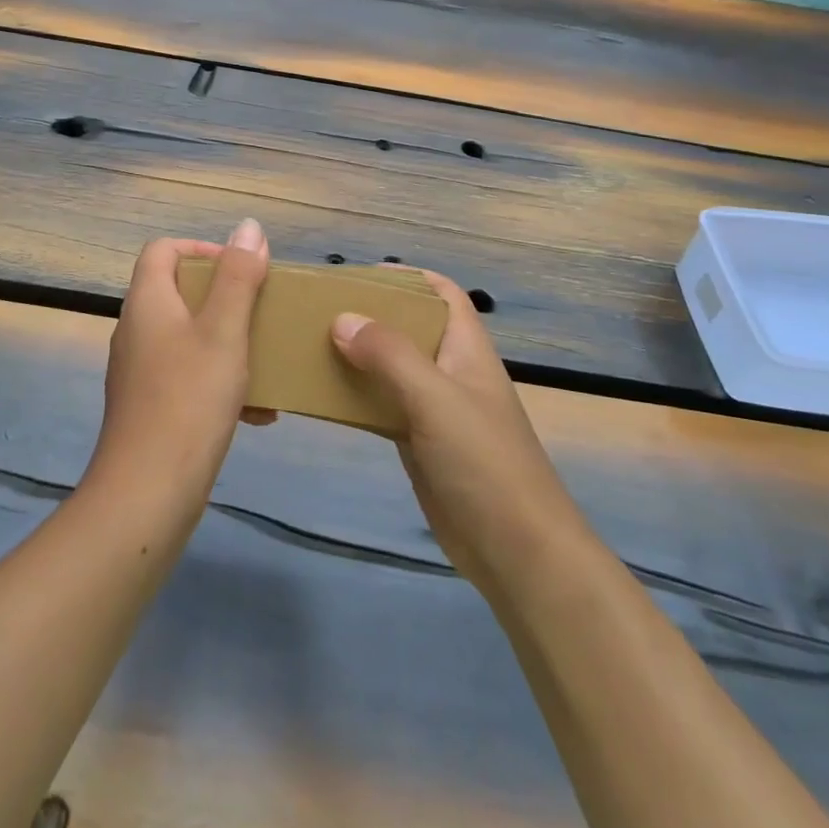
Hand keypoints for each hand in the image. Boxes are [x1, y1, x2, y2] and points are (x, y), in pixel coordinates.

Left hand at [87, 219, 271, 517]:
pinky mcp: (150, 407)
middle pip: (178, 292)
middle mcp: (137, 330)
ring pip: (188, 337)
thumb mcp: (224, 331)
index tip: (242, 270)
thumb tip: (249, 226)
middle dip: (225, 298)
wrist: (148, 493)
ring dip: (228, 342)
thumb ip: (238, 277)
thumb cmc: (189, 399)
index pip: (163, 250)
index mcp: (148, 302)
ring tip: (265, 359)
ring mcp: (140, 371)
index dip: (202, 249)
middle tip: (261, 312)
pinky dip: (220, 381)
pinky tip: (257, 412)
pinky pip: (188, 376)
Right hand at [332, 272, 582, 592]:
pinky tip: (324, 395)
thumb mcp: (435, 398)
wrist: (517, 552)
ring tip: (311, 344)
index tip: (359, 275)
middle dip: (371, 314)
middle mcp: (451, 370)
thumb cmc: (483, 462)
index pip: (442, 293)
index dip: (407, 277)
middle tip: (321, 309)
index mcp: (466, 348)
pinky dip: (357, 396)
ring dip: (359, 355)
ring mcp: (435, 409)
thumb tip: (342, 318)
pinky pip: (383, 405)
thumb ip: (390, 355)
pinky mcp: (420, 443)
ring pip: (392, 367)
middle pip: (410, 327)